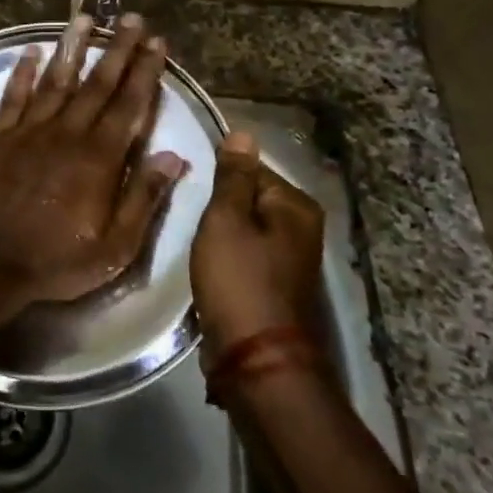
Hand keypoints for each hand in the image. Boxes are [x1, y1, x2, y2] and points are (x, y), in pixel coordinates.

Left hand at [0, 13, 188, 306]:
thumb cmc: (56, 259)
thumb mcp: (115, 245)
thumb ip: (145, 198)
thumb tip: (173, 156)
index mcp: (100, 157)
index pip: (130, 104)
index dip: (145, 71)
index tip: (157, 42)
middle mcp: (67, 133)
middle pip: (97, 83)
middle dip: (117, 49)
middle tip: (130, 18)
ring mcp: (30, 131)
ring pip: (55, 80)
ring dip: (72, 48)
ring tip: (84, 18)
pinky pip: (14, 96)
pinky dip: (22, 72)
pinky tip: (30, 51)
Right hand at [191, 132, 328, 359]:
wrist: (256, 359)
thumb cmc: (238, 280)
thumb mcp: (226, 220)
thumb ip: (233, 177)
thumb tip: (243, 133)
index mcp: (296, 206)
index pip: (252, 168)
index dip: (219, 178)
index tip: (192, 190)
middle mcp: (303, 227)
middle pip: (250, 199)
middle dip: (220, 206)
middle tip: (189, 216)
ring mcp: (292, 258)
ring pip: (247, 228)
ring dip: (222, 232)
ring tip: (195, 240)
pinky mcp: (277, 284)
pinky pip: (247, 253)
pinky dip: (228, 255)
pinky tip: (209, 264)